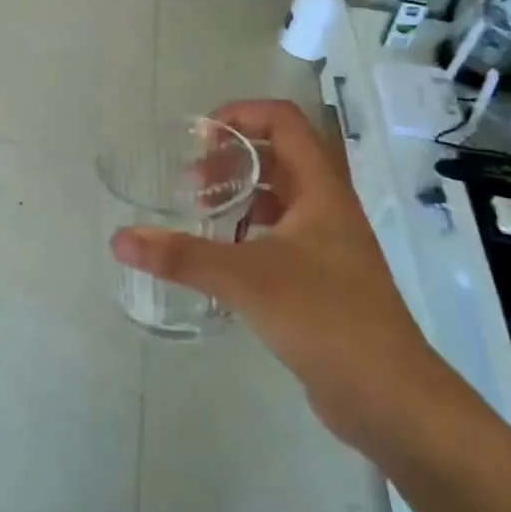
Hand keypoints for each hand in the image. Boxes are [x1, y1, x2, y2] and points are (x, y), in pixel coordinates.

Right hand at [110, 99, 449, 450]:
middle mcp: (329, 209)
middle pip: (281, 157)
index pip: (284, 122)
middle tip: (192, 182)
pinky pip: (282, 238)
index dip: (242, 115)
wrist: (390, 397)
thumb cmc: (323, 317)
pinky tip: (222, 259)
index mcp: (321, 190)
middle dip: (234, 158)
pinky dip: (249, 235)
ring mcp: (330, 247)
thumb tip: (120, 239)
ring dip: (242, 196)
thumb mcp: (245, 278)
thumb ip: (181, 255)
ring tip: (201, 215)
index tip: (200, 137)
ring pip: (282, 200)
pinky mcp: (324, 281)